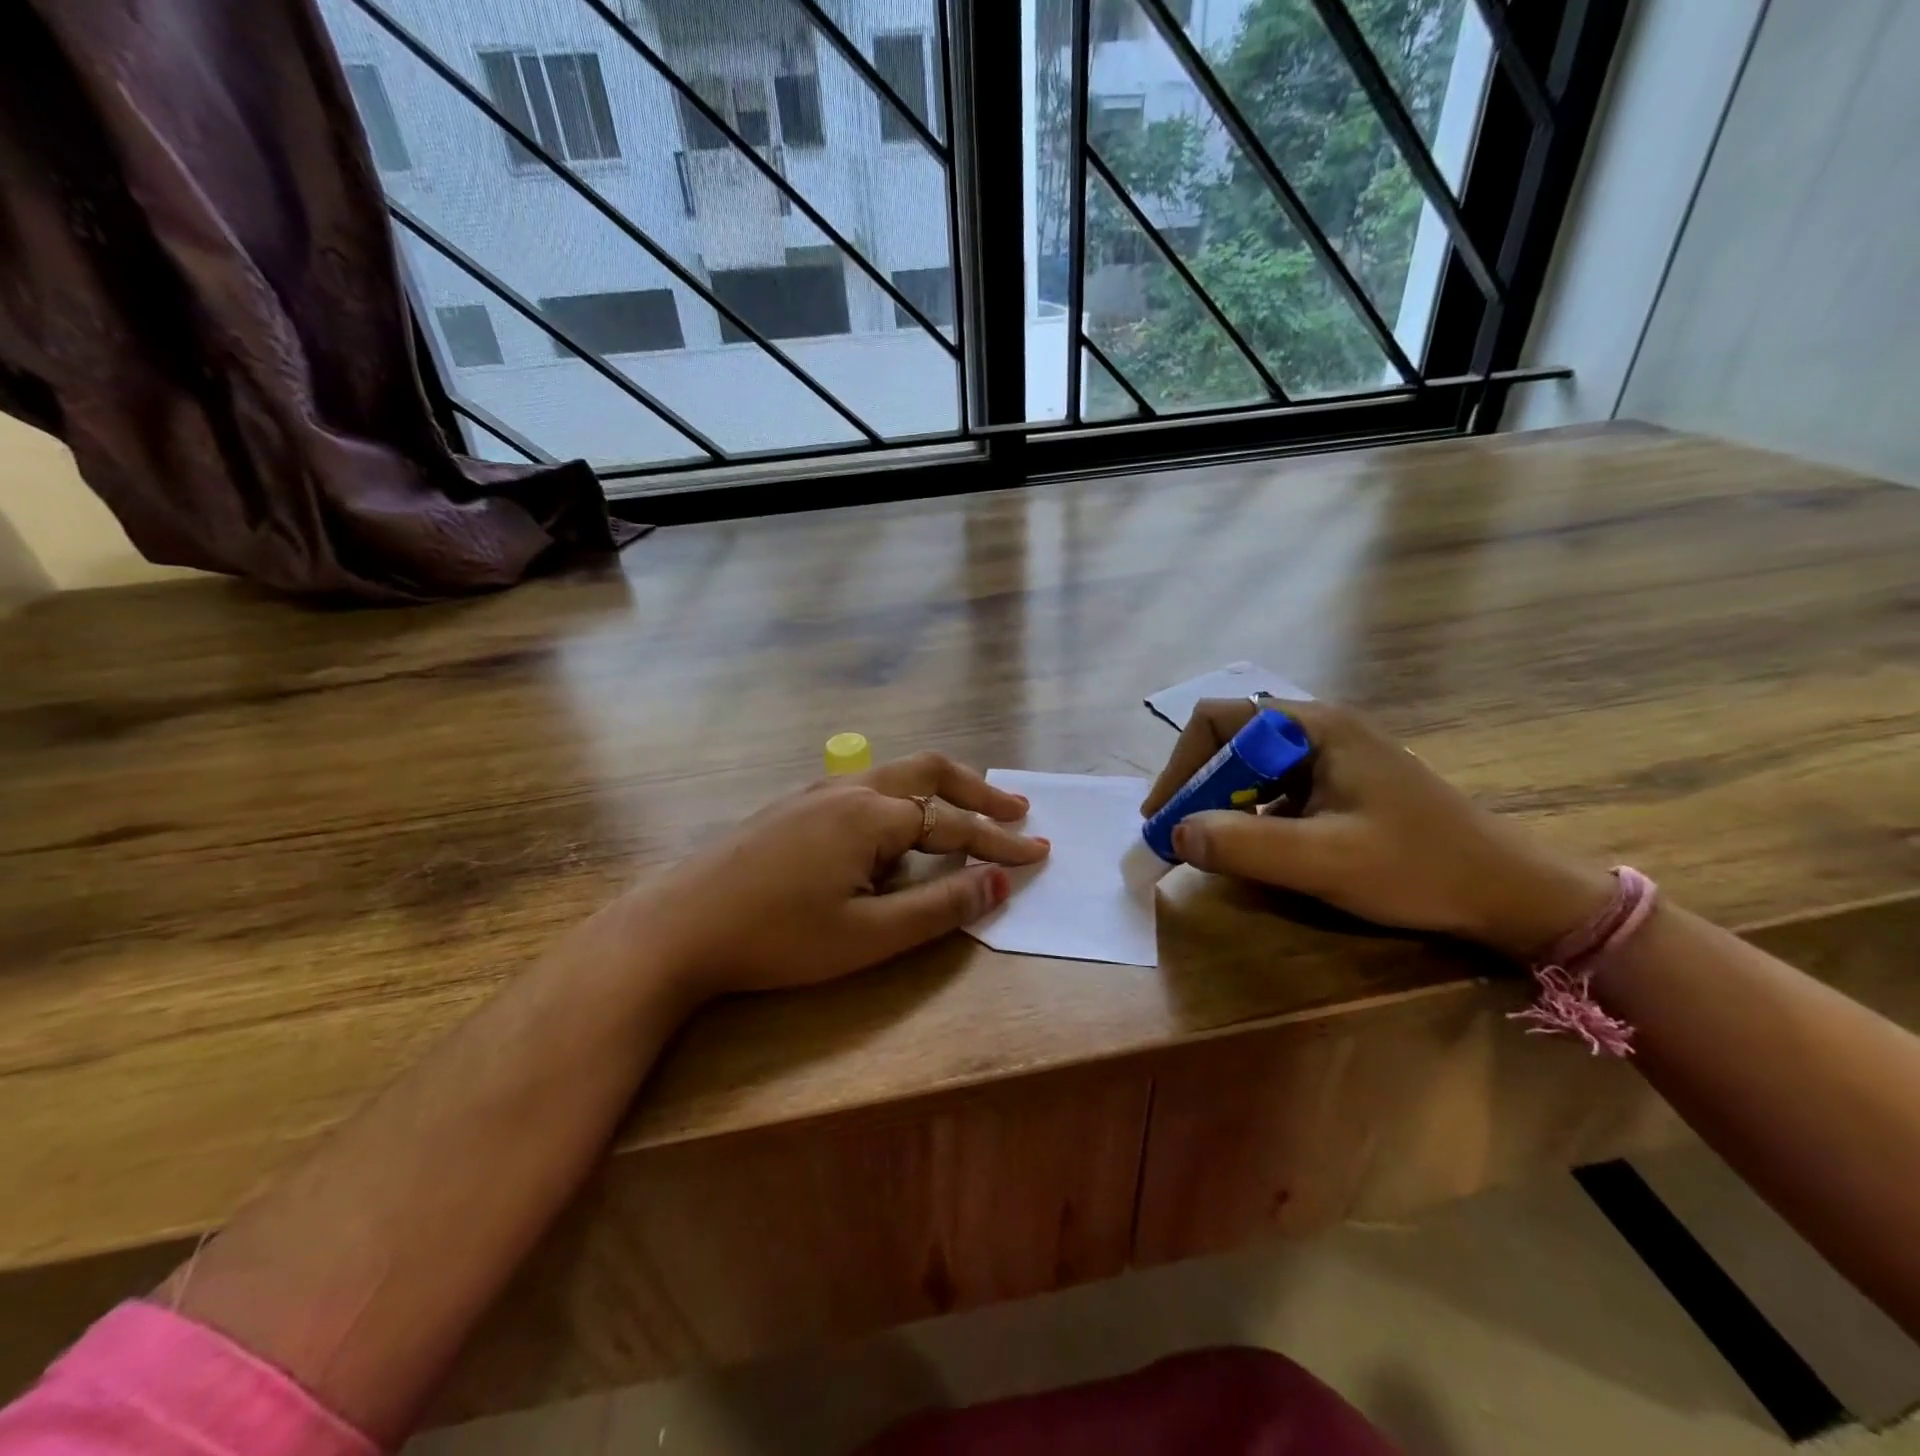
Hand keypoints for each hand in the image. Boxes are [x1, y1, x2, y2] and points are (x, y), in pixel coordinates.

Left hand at [630, 752, 1048, 996]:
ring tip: (962, 821)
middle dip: (978, 792)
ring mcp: (814, 793)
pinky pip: (861, 791)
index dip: (1000, 844)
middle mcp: (848, 790)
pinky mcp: (790, 807)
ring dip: (937, 794)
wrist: (677, 926)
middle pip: (929, 772)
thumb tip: (998, 883)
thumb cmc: (778, 937)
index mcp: (871, 816)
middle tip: (1015, 811)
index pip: (954, 826)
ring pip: (893, 777)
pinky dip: (898, 804)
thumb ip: (939, 907)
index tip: (1039, 853)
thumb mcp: (868, 936)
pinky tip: (889, 836)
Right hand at [1142, 699, 1614, 958]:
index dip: (1182, 765)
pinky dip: (1249, 815)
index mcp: (1313, 728)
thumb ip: (1245, 845)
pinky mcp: (1340, 785)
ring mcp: (1331, 757)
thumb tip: (1177, 833)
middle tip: (1182, 836)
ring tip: (1210, 845)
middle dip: (1198, 787)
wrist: (1510, 892)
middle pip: (1229, 741)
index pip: (1217, 720)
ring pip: (1249, 767)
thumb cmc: (1420, 868)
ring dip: (1221, 802)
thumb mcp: (1326, 861)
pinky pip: (1274, 789)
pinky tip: (1256, 849)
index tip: (1166, 816)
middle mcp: (1317, 730)